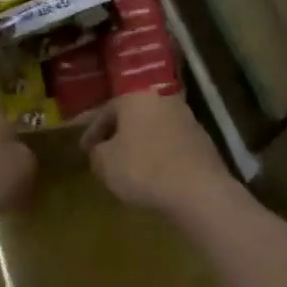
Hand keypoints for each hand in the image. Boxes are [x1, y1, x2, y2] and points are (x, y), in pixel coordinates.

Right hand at [81, 92, 235, 218]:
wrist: (198, 189)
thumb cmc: (143, 169)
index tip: (84, 150)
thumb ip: (96, 153)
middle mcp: (162, 99)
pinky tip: (154, 172)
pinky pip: (171, 143)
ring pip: (153, 128)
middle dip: (118, 133)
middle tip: (106, 152)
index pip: (106, 110)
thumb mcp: (105, 163)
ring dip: (140, 143)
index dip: (91, 132)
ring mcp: (186, 118)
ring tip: (129, 164)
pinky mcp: (202, 140)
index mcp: (135, 97)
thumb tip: (99, 150)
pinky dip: (159, 153)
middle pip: (132, 115)